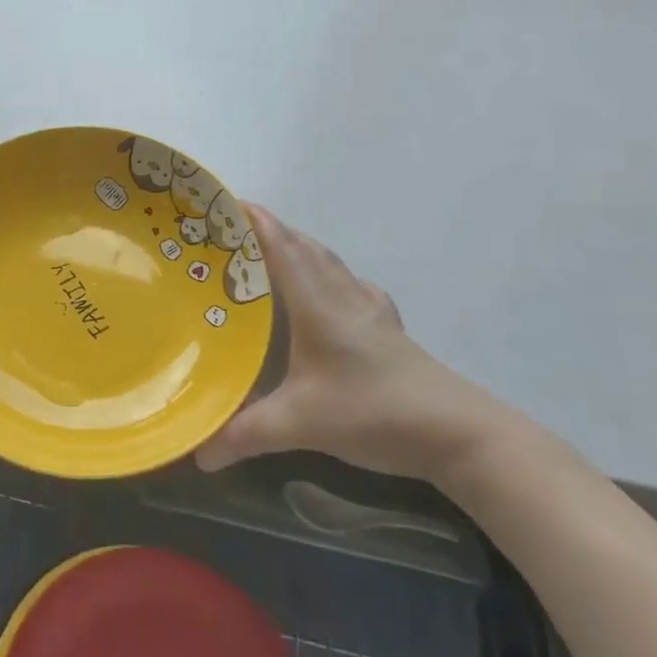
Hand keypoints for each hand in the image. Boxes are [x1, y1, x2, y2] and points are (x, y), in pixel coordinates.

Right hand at [195, 207, 505, 481]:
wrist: (457, 433)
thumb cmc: (372, 411)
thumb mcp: (301, 424)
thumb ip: (246, 435)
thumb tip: (199, 454)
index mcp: (317, 303)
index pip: (281, 245)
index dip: (253, 219)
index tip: (222, 202)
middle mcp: (342, 295)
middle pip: (303, 246)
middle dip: (268, 231)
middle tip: (231, 234)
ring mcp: (370, 310)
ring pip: (328, 262)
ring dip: (298, 249)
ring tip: (269, 257)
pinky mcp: (388, 329)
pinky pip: (350, 285)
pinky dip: (328, 275)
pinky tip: (328, 294)